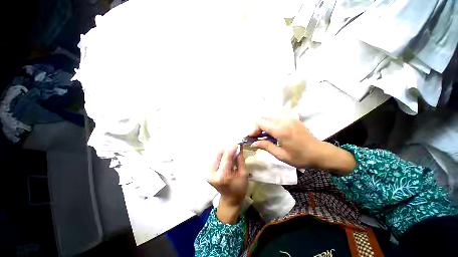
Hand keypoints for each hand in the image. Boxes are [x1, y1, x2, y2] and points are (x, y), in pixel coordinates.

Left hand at [208, 145, 247, 223]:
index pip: (226, 157)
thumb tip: (239, 147)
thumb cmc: (239, 189)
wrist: (230, 200)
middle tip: (235, 149)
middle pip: (218, 154)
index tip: (237, 143)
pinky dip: (221, 156)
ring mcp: (208, 173)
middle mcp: (213, 174)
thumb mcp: (243, 174)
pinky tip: (226, 159)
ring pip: (215, 155)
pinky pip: (214, 159)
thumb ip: (240, 159)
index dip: (232, 148)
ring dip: (224, 152)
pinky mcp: (208, 172)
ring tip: (231, 154)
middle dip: (227, 150)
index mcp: (223, 176)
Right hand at [250, 117, 355, 174]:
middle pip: (264, 119)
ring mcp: (289, 118)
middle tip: (258, 139)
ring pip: (270, 119)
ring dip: (265, 127)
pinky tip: (275, 134)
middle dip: (258, 128)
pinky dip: (272, 126)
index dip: (254, 129)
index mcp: (280, 129)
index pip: (260, 122)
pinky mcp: (293, 119)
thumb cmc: (300, 157)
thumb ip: (265, 146)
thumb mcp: (281, 155)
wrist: (320, 153)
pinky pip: (277, 119)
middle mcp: (284, 120)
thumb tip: (252, 144)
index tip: (253, 138)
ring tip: (266, 137)